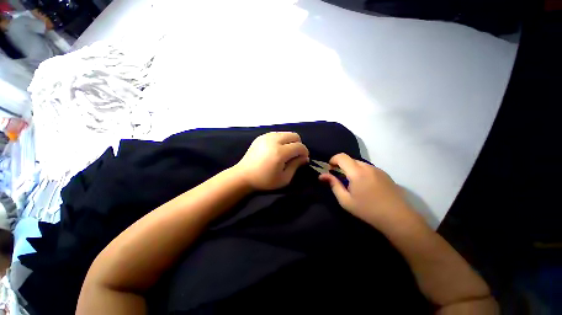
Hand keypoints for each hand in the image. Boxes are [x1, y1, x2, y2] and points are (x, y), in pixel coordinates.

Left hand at [235, 132, 308, 189]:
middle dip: (298, 144)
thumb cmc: (265, 180)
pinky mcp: (261, 136)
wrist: (243, 176)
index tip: (303, 159)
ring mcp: (266, 136)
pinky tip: (276, 149)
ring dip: (290, 141)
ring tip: (286, 152)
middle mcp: (274, 140)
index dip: (304, 152)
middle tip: (295, 155)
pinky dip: (281, 140)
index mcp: (279, 152)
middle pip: (294, 135)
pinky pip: (277, 134)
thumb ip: (296, 166)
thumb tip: (304, 158)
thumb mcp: (284, 178)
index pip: (299, 146)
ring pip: (286, 133)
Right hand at [319, 153, 413, 226]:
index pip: (341, 157)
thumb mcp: (345, 200)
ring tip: (353, 183)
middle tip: (340, 178)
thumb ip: (333, 185)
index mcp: (357, 172)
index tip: (330, 169)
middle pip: (350, 159)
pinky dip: (361, 172)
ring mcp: (378, 170)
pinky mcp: (385, 174)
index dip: (333, 160)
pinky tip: (365, 185)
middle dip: (342, 165)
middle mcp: (367, 167)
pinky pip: (368, 168)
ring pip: (360, 163)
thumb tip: (322, 175)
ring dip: (352, 169)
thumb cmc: (367, 210)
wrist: (397, 217)